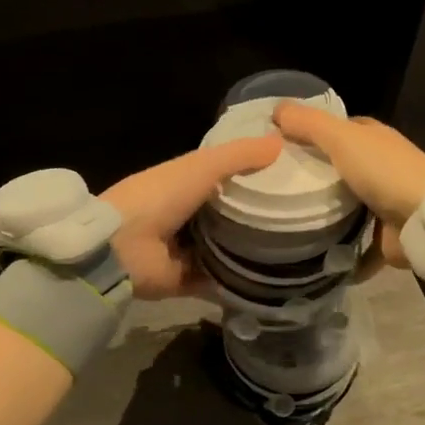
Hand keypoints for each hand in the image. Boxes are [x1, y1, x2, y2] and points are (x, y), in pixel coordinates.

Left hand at [103, 136, 282, 298]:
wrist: (122, 248)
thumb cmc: (160, 196)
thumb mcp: (201, 166)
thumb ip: (239, 155)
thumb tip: (281, 142)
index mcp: (185, 184)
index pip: (226, 177)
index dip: (255, 175)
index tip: (291, 176)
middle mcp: (187, 216)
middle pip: (230, 213)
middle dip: (259, 214)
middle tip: (301, 216)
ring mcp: (187, 251)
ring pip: (229, 247)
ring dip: (254, 249)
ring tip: (297, 247)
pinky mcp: (189, 281)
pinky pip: (221, 281)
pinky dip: (241, 281)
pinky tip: (275, 279)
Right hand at [272, 103, 424, 269]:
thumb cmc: (384, 171)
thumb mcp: (342, 138)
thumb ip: (309, 124)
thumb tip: (276, 109)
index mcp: (373, 138)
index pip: (337, 129)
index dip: (310, 131)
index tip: (278, 144)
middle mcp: (379, 166)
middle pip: (338, 167)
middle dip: (310, 174)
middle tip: (272, 185)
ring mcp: (383, 202)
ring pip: (344, 204)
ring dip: (321, 213)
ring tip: (281, 219)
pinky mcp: (383, 235)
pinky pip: (353, 242)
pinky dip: (336, 250)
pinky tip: (308, 254)